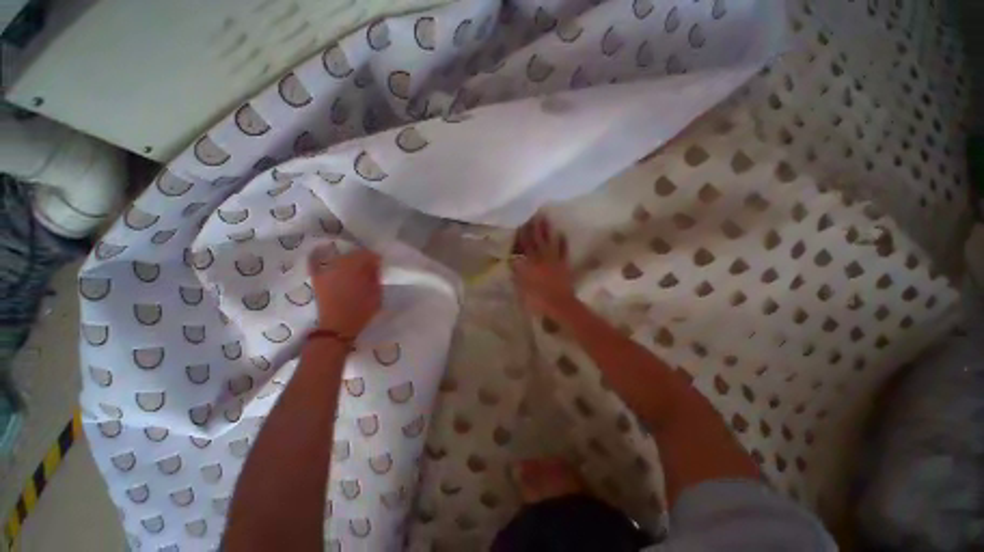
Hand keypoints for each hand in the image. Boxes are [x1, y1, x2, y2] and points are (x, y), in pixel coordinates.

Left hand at [308, 247, 381, 337]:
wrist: (337, 327)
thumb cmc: (361, 310)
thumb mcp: (376, 292)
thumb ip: (375, 275)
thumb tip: (374, 265)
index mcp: (353, 267)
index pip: (367, 254)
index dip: (375, 258)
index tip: (379, 265)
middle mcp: (336, 265)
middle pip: (352, 254)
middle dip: (361, 259)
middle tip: (368, 268)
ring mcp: (324, 271)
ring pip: (339, 258)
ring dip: (348, 261)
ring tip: (354, 270)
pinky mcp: (317, 278)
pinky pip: (318, 262)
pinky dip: (323, 259)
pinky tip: (331, 261)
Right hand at [510, 214, 577, 317]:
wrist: (559, 304)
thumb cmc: (537, 298)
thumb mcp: (521, 287)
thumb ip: (516, 273)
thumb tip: (512, 260)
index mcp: (530, 263)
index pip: (524, 246)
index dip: (521, 234)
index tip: (520, 223)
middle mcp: (541, 258)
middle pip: (536, 240)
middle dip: (534, 227)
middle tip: (533, 214)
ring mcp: (554, 260)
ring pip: (549, 241)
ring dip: (547, 230)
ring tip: (545, 218)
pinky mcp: (564, 264)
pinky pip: (563, 250)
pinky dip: (562, 242)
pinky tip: (561, 233)